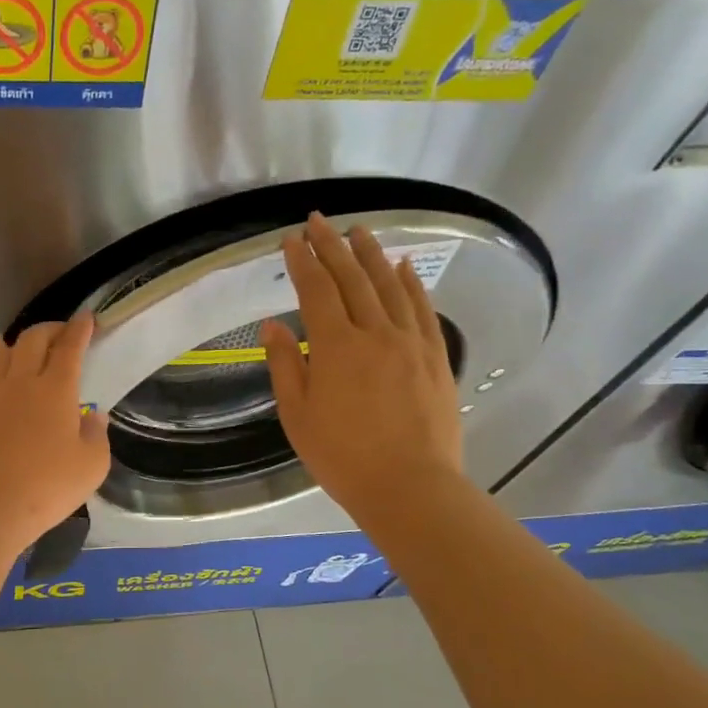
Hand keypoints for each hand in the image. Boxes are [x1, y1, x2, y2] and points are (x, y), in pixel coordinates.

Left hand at [0, 312, 111, 553]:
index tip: (87, 318)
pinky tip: (2, 371)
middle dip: (52, 328)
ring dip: (21, 341)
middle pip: (34, 338)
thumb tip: (92, 416)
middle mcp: (22, 381)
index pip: (69, 347)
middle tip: (63, 332)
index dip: (80, 329)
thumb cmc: (46, 489)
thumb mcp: (91, 467)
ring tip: (29, 344)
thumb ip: (96, 435)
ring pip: (4, 351)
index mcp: (56, 390)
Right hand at [262, 213, 464, 524]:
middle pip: (351, 279)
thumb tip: (273, 325)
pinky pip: (421, 308)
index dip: (301, 262)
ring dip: (371, 254)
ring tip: (359, 231)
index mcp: (335, 347)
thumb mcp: (298, 416)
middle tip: (319, 221)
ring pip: (389, 286)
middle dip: (332, 246)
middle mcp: (374, 333)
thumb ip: (285, 366)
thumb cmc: (342, 457)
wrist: (410, 486)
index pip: (315, 291)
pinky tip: (403, 267)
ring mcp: (410, 342)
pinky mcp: (434, 356)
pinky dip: (411, 283)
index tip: (291, 239)